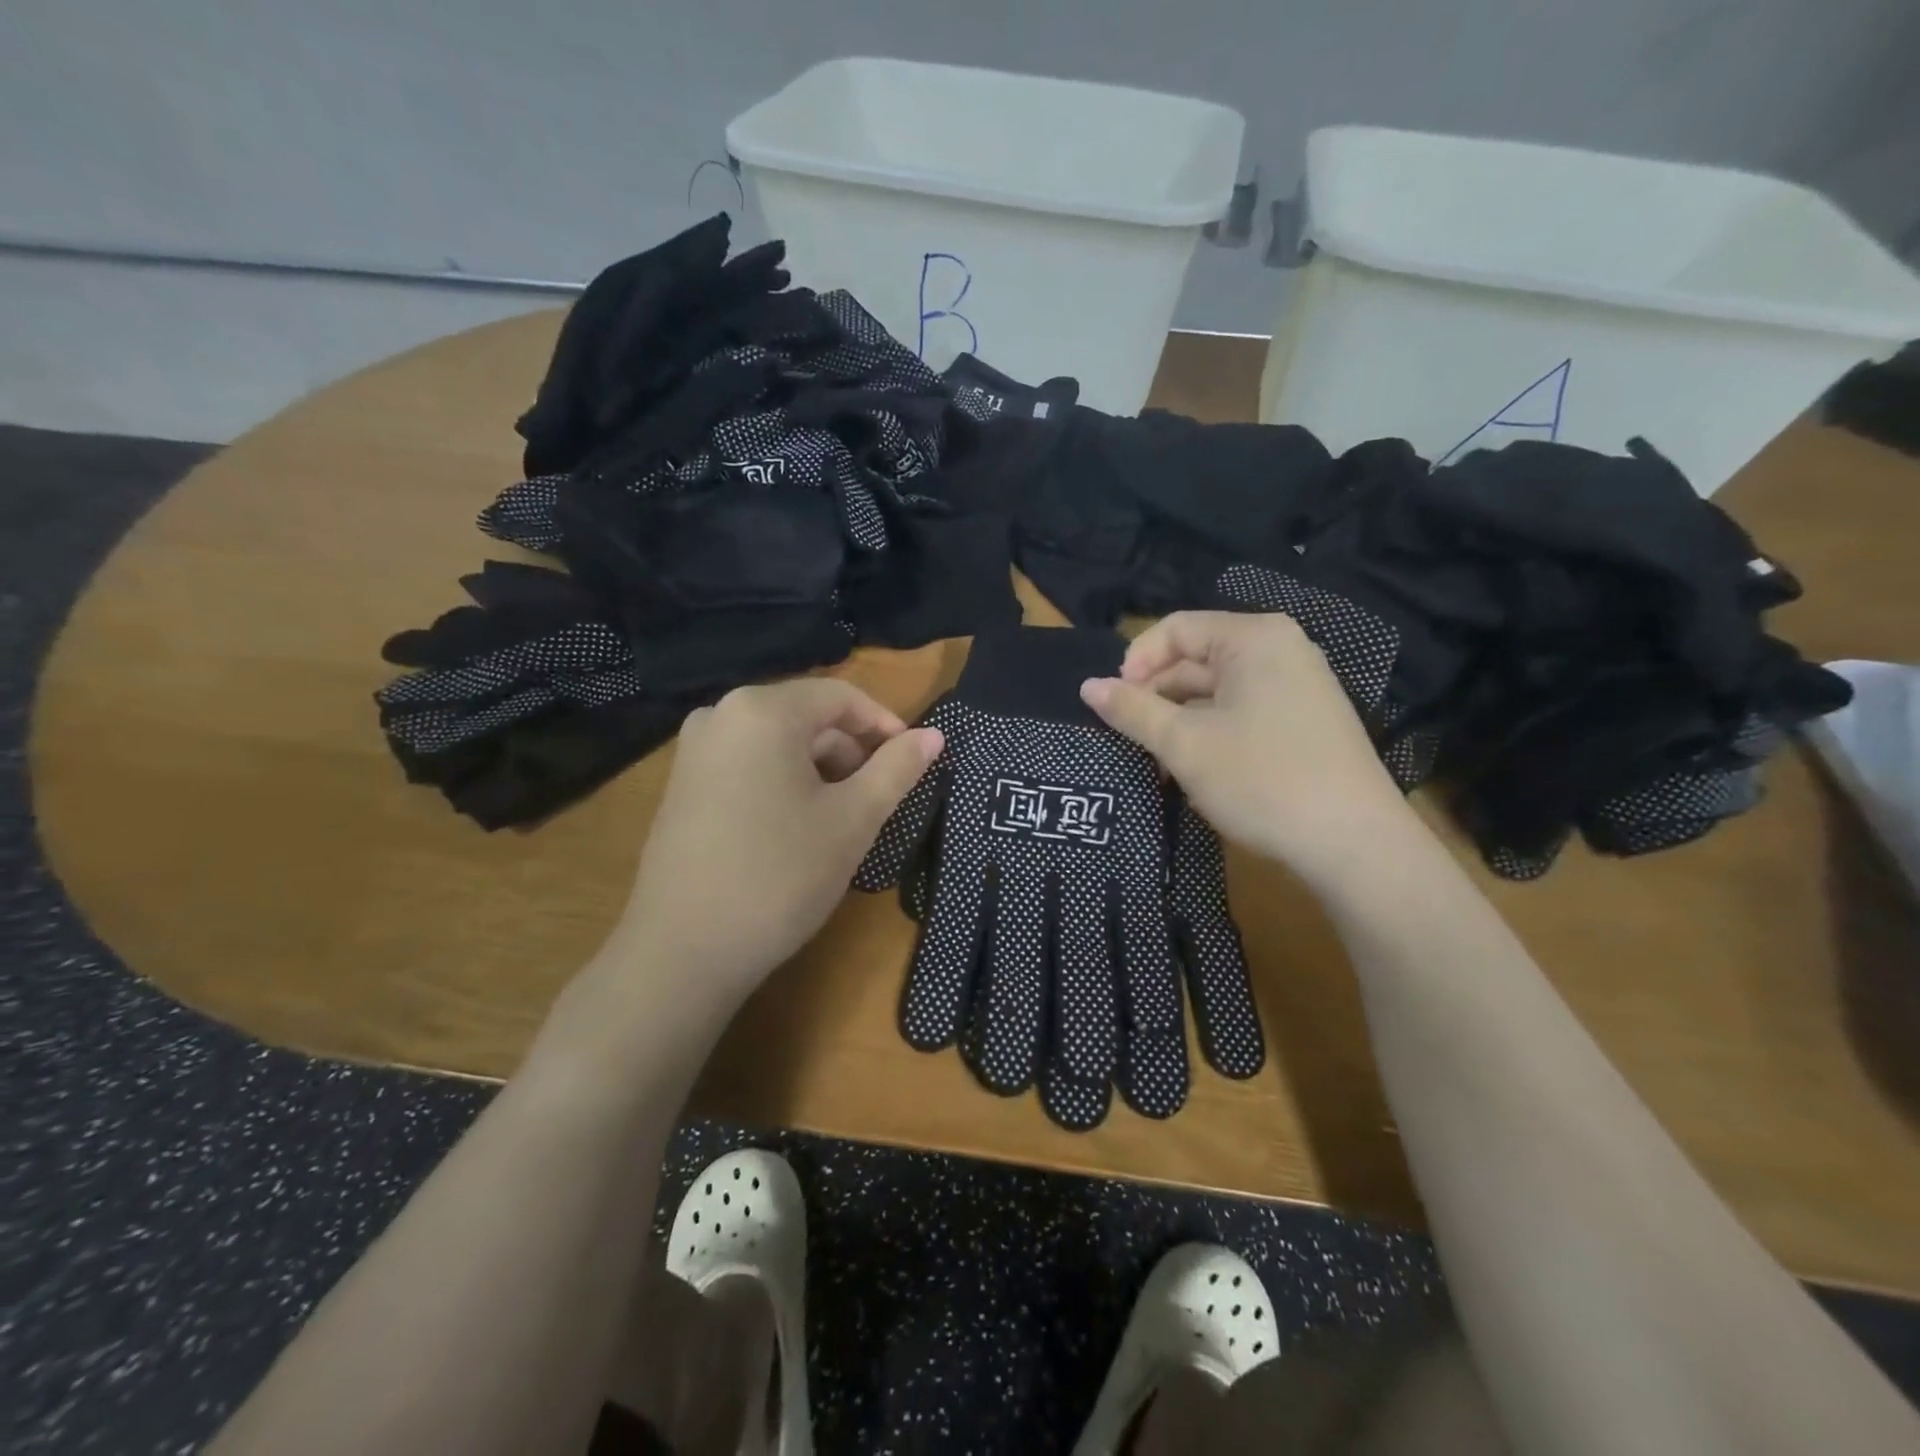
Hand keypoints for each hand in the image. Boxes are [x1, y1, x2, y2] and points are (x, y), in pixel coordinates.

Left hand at [601, 678, 942, 1012]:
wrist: (683, 952)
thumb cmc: (780, 876)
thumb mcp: (853, 820)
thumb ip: (897, 769)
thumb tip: (933, 736)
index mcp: (762, 711)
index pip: (841, 697)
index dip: (885, 725)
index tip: (912, 762)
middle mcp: (721, 715)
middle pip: (806, 717)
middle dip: (850, 752)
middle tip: (878, 798)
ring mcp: (693, 751)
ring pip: (778, 742)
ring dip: (820, 770)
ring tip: (841, 819)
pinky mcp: (681, 785)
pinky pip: (748, 764)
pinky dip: (783, 782)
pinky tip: (796, 828)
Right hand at [1080, 611, 1416, 891]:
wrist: (1353, 845)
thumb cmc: (1262, 779)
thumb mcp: (1184, 744)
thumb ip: (1132, 710)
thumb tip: (1087, 686)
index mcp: (1254, 638)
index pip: (1176, 629)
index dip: (1135, 663)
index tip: (1111, 704)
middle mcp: (1280, 650)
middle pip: (1196, 659)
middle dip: (1156, 696)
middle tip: (1126, 737)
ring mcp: (1297, 687)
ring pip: (1216, 692)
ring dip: (1178, 720)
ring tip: (1153, 760)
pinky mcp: (1303, 723)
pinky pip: (1241, 713)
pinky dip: (1209, 733)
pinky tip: (1191, 770)